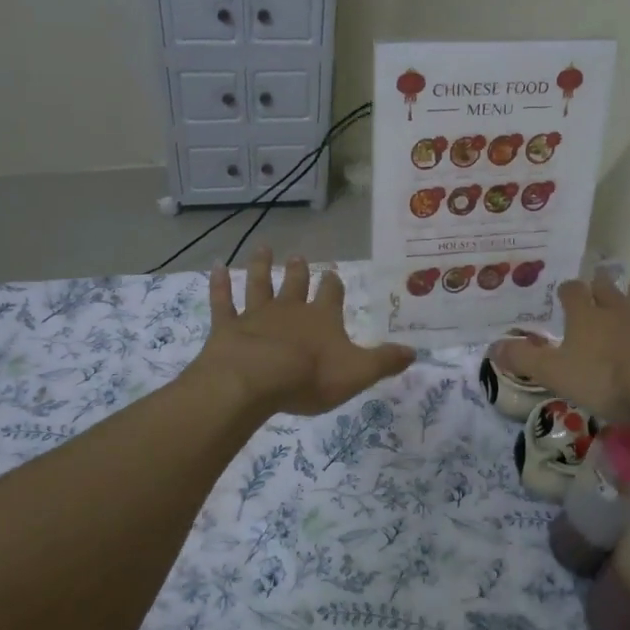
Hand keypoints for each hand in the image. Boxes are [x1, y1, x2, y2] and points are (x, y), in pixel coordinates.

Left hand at [190, 248, 415, 416]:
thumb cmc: (309, 377)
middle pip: (296, 284)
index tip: (333, 275)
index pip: (331, 295)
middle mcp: (290, 309)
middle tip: (299, 257)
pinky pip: (222, 301)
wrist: (256, 380)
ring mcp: (256, 315)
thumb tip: (415, 352)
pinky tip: (215, 267)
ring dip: (261, 267)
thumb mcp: (357, 373)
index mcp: (322, 319)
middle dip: (299, 272)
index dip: (333, 286)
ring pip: (259, 284)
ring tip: (263, 249)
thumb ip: (384, 362)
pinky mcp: (228, 326)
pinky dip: (218, 285)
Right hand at [492, 271, 629, 419]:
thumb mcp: (555, 373)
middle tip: (600, 279)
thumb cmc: (604, 379)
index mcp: (586, 319)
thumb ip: (524, 359)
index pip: (572, 295)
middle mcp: (617, 310)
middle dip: (601, 285)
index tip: (565, 292)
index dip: (568, 292)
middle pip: (608, 290)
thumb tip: (492, 346)